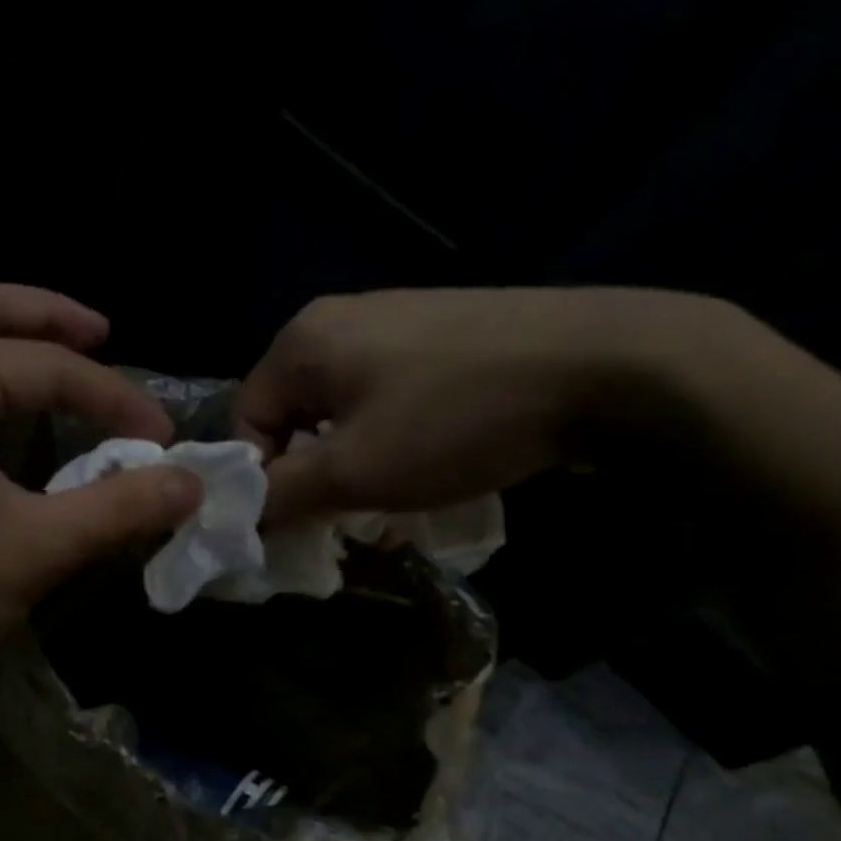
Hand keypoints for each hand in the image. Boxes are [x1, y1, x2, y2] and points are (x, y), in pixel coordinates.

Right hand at [233, 287, 729, 523]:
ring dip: (350, 461)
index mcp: (303, 340)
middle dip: (307, 473)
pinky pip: (386, 396)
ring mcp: (396, 320)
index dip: (259, 478)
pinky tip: (426, 462)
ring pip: (340, 409)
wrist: (603, 366)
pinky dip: (389, 438)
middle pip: (291, 414)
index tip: (296, 521)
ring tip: (387, 498)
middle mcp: (339, 318)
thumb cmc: (454, 420)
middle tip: (340, 515)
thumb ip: (281, 495)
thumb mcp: (353, 470)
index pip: (244, 420)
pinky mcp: (442, 334)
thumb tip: (237, 515)